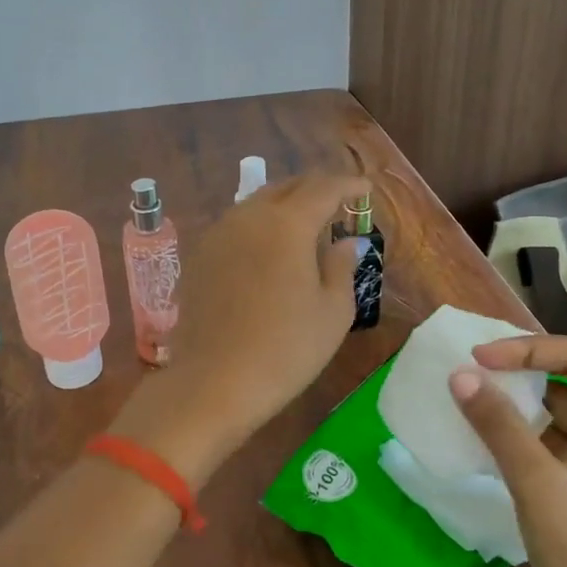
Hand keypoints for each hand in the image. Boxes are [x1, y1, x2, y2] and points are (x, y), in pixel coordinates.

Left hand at [113, 175, 368, 479]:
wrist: (214, 382)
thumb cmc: (286, 349)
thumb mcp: (333, 312)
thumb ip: (342, 266)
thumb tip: (346, 241)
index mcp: (287, 223)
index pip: (323, 187)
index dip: (348, 184)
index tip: (366, 188)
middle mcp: (249, 216)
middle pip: (287, 187)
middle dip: (316, 189)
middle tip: (338, 202)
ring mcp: (219, 233)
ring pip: (258, 202)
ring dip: (286, 205)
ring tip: (306, 224)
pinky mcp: (200, 255)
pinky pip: (237, 224)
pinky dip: (261, 224)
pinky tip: (270, 247)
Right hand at [447, 335, 566, 566]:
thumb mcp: (538, 486)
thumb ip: (499, 425)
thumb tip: (460, 375)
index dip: (530, 349)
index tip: (480, 358)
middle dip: (527, 366)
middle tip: (477, 366)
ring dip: (526, 396)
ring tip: (479, 391)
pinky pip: (563, 434)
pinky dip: (529, 425)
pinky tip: (495, 428)